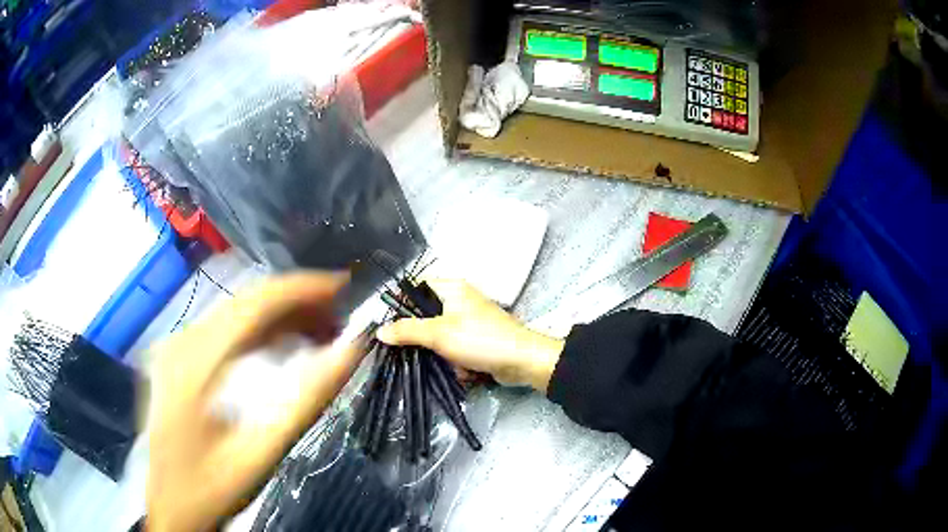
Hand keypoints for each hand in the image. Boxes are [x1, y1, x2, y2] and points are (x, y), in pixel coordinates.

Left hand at [146, 272, 366, 531]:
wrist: (172, 507)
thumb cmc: (214, 487)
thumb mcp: (262, 452)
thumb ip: (307, 401)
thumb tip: (349, 351)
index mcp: (194, 364)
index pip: (252, 305)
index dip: (300, 288)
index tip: (342, 285)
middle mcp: (180, 343)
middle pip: (243, 303)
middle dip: (294, 302)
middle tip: (339, 314)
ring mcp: (176, 349)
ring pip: (234, 314)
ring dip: (279, 317)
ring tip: (320, 331)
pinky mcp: (178, 360)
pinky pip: (224, 331)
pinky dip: (259, 333)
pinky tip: (283, 346)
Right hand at [376, 280, 563, 391]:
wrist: (521, 361)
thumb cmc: (479, 339)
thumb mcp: (438, 334)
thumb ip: (407, 331)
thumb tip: (380, 331)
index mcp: (452, 289)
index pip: (418, 287)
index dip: (402, 302)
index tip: (390, 324)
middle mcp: (460, 301)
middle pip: (427, 316)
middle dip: (424, 339)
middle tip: (416, 351)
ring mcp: (470, 322)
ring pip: (440, 338)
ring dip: (442, 355)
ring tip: (450, 363)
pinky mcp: (477, 341)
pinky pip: (456, 350)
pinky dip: (457, 361)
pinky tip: (464, 371)